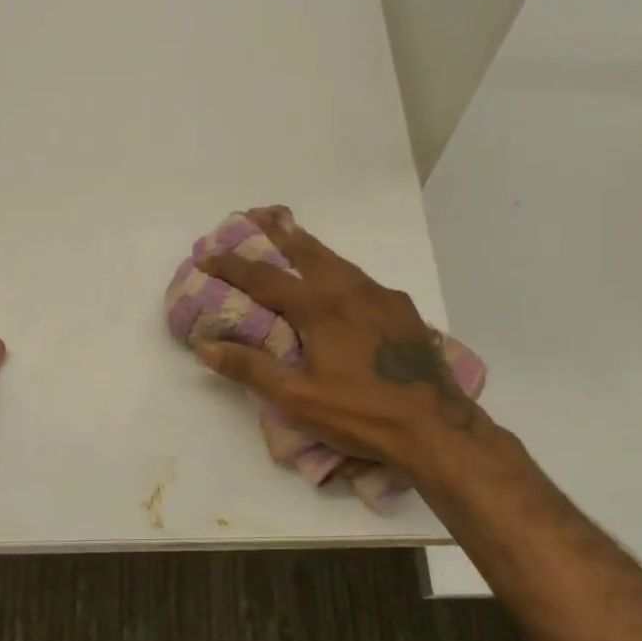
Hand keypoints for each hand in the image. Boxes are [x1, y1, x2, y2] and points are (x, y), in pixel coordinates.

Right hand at [195, 207, 495, 478]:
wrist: (435, 427)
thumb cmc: (360, 414)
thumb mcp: (297, 398)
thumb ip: (251, 369)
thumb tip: (207, 347)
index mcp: (320, 308)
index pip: (265, 279)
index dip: (232, 266)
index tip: (206, 255)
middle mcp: (351, 291)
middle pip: (307, 252)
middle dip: (278, 232)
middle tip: (257, 213)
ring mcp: (382, 297)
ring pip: (338, 261)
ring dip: (310, 247)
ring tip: (293, 236)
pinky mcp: (403, 310)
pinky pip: (363, 279)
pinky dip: (340, 269)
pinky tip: (342, 282)